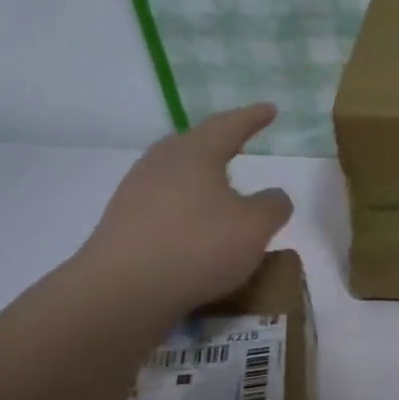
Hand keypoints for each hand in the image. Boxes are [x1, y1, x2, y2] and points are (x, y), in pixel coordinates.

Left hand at [71, 103, 292, 333]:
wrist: (124, 289)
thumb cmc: (199, 245)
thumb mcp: (255, 227)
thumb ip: (273, 206)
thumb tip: (274, 196)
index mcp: (195, 152)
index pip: (229, 125)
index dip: (253, 118)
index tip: (270, 109)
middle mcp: (161, 163)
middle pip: (194, 145)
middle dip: (220, 145)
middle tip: (240, 146)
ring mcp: (136, 192)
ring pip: (177, 176)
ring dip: (201, 181)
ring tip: (222, 193)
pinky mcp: (124, 223)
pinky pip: (165, 206)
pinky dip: (186, 211)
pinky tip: (197, 230)